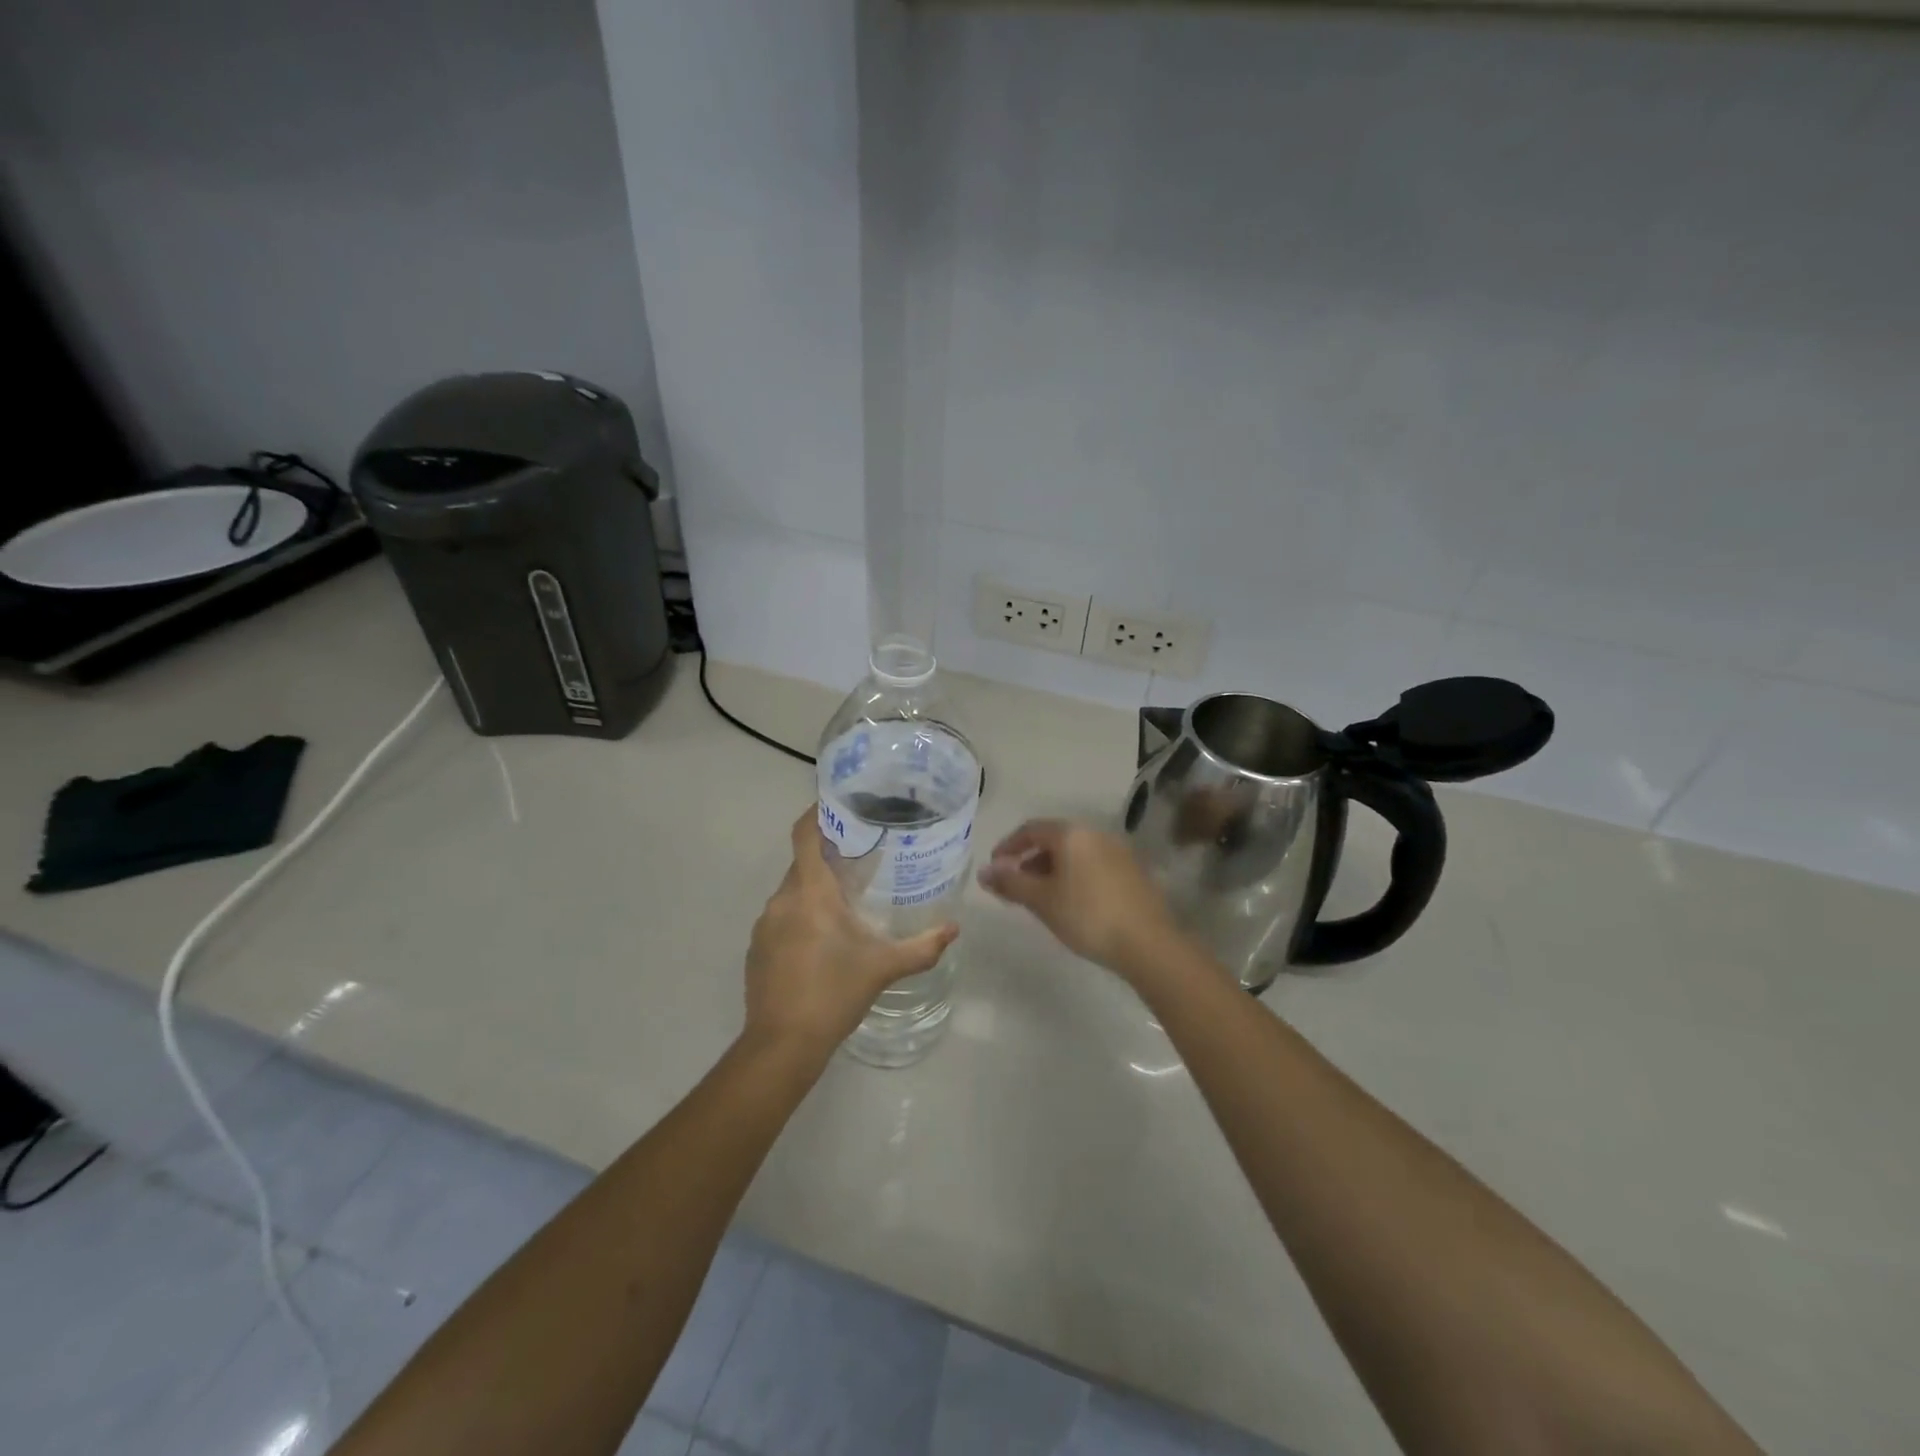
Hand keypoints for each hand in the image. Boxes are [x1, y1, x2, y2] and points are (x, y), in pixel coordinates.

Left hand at [743, 810, 958, 1060]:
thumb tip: (954, 929)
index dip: (818, 814)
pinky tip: (822, 939)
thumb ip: (923, 946)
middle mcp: (782, 900)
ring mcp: (764, 925)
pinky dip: (801, 915)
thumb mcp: (884, 967)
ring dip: (815, 890)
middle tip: (861, 858)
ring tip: (847, 900)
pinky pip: (781, 917)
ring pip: (792, 892)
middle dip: (828, 857)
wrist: (782, 1044)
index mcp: (810, 892)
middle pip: (802, 863)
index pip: (804, 835)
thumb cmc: (834, 993)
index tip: (840, 806)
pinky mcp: (756, 948)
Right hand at [977, 819, 1186, 981]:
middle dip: (1029, 860)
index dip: (1008, 846)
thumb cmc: (1087, 916)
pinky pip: (1093, 865)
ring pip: (1074, 854)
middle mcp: (1095, 834)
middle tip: (1015, 887)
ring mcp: (1118, 851)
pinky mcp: (1132, 871)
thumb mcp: (1042, 900)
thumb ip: (1010, 883)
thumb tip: (983, 872)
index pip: (1030, 829)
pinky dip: (1074, 876)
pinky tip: (1072, 903)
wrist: (1148, 943)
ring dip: (1052, 869)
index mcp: (1071, 834)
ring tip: (1041, 898)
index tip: (995, 869)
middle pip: (1054, 840)